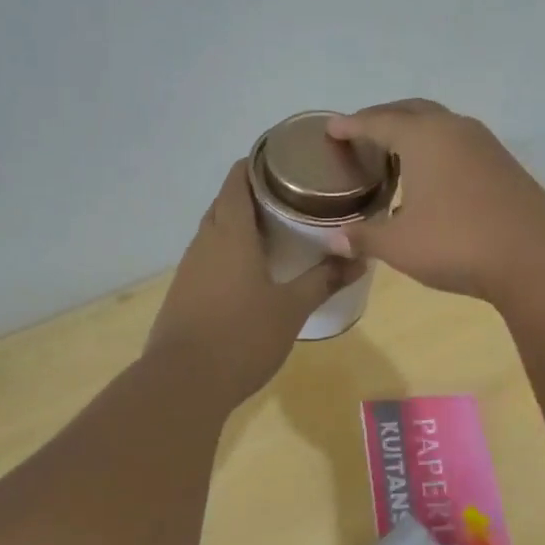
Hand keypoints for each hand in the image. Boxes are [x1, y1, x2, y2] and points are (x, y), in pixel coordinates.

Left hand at [146, 161, 364, 403]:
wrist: (183, 383)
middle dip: (251, 194)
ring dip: (238, 224)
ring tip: (273, 229)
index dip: (255, 165)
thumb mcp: (292, 308)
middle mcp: (205, 242)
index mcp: (230, 234)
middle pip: (224, 203)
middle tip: (288, 197)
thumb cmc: (242, 336)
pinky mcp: (183, 292)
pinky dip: (228, 251)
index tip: (281, 161)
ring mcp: (189, 268)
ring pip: (214, 231)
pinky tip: (249, 270)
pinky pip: (208, 257)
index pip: (236, 182)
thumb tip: (361, 258)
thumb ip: (324, 280)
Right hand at [325, 100, 544, 299]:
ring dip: (413, 129)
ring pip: (440, 123)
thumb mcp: (399, 245)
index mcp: (423, 137)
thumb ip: (364, 237)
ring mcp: (484, 144)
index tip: (332, 128)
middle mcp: (453, 129)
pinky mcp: (503, 163)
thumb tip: (333, 240)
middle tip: (360, 132)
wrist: (536, 258)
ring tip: (394, 150)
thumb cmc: (456, 243)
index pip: (377, 122)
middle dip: (383, 117)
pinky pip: (459, 142)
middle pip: (411, 110)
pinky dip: (436, 147)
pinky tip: (432, 174)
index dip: (351, 126)